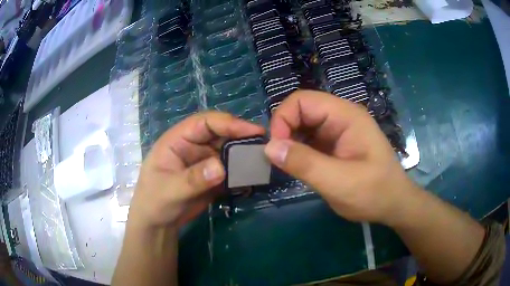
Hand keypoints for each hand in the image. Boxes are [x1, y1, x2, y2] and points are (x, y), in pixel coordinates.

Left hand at [128, 112, 264, 228]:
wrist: (158, 223)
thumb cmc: (154, 201)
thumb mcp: (170, 190)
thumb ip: (194, 178)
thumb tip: (221, 167)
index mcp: (178, 140)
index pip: (205, 123)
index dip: (229, 123)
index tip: (253, 131)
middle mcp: (194, 146)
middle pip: (221, 134)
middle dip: (242, 138)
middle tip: (265, 147)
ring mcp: (204, 161)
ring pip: (229, 152)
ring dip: (245, 156)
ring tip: (263, 163)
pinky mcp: (213, 177)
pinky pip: (231, 170)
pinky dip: (242, 173)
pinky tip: (254, 179)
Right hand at [264, 90, 417, 224]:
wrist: (393, 205)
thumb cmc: (374, 193)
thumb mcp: (339, 182)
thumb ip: (304, 164)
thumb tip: (269, 147)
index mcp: (346, 116)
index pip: (302, 100)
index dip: (283, 118)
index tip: (276, 148)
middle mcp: (341, 117)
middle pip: (301, 111)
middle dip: (284, 131)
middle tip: (277, 158)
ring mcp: (338, 131)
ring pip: (303, 126)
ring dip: (289, 142)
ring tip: (285, 164)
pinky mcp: (334, 146)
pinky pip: (309, 140)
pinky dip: (297, 151)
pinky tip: (296, 166)